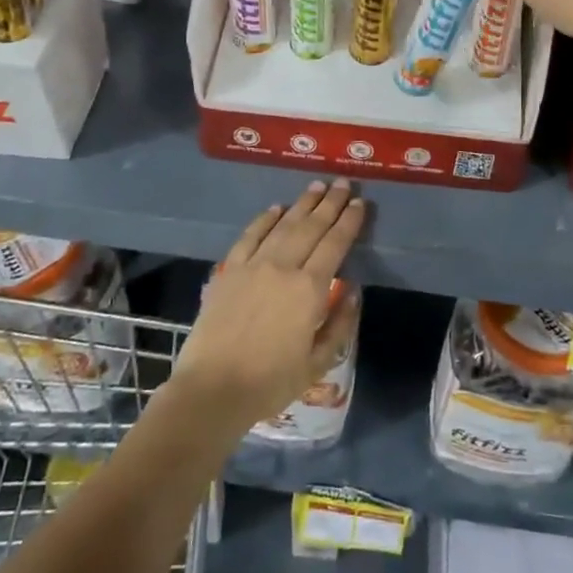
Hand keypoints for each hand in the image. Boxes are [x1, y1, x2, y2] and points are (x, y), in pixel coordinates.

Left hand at [170, 180, 365, 430]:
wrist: (212, 389)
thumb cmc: (270, 382)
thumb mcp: (317, 363)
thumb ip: (339, 324)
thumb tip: (352, 290)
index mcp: (310, 289)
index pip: (335, 244)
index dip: (349, 222)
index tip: (360, 204)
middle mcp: (283, 267)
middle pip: (312, 227)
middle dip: (330, 203)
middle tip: (344, 183)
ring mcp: (253, 265)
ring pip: (283, 225)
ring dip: (302, 204)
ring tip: (317, 186)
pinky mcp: (229, 270)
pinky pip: (250, 235)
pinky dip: (265, 219)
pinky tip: (276, 208)